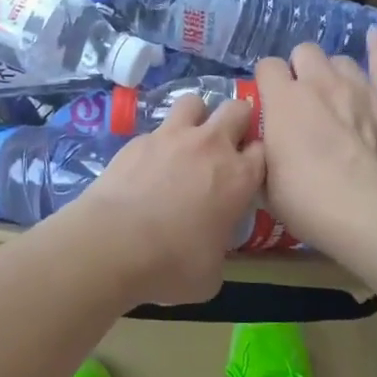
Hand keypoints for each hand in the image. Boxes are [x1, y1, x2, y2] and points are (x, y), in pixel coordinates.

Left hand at [79, 97, 265, 305]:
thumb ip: (218, 250)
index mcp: (239, 178)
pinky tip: (147, 165)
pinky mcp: (138, 140)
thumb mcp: (210, 274)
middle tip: (225, 144)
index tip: (247, 173)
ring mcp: (172, 137)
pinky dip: (158, 142)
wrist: (113, 244)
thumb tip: (208, 251)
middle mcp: (210, 146)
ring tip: (187, 141)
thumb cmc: (171, 264)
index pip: (263, 150)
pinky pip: (156, 129)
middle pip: (237, 109)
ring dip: (197, 117)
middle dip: (236, 120)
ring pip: (194, 102)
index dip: (256, 158)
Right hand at [254, 30, 376, 250]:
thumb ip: (261, 153)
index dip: (267, 83)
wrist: (369, 212)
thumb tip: (261, 146)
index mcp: (283, 99)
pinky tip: (375, 36)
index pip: (267, 67)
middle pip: (305, 52)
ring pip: (341, 60)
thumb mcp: (265, 183)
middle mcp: (319, 82)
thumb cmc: (308, 202)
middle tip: (302, 99)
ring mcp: (359, 85)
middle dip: (300, 70)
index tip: (269, 103)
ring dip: (333, 72)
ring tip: (335, 92)